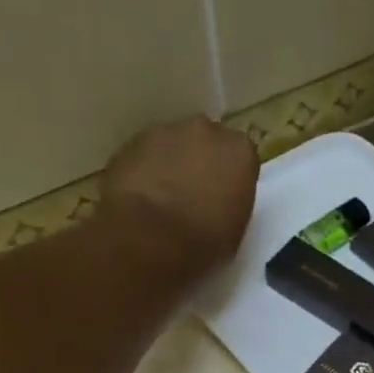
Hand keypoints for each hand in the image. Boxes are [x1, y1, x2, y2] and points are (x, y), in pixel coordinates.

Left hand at [99, 116, 260, 277]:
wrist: (148, 236)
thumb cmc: (203, 240)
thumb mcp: (235, 228)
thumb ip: (232, 201)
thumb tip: (219, 199)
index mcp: (240, 152)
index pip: (241, 157)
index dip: (232, 178)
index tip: (225, 197)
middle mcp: (206, 131)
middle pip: (207, 142)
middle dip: (202, 162)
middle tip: (194, 194)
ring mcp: (166, 131)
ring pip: (174, 144)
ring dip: (172, 163)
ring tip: (164, 197)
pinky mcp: (132, 141)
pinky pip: (146, 154)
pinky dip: (146, 169)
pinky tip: (142, 196)